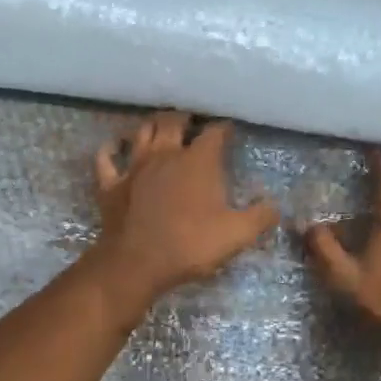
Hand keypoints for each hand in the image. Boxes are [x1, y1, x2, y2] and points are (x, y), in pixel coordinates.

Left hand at [90, 111, 279, 310]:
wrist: (137, 263)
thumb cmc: (191, 245)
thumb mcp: (237, 235)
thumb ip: (260, 217)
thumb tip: (274, 206)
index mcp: (198, 161)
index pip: (214, 133)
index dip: (223, 129)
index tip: (229, 129)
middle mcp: (165, 154)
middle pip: (173, 122)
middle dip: (184, 117)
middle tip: (191, 119)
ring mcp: (134, 167)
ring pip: (141, 132)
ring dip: (151, 125)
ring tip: (159, 124)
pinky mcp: (111, 184)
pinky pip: (106, 159)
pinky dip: (110, 149)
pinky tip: (114, 146)